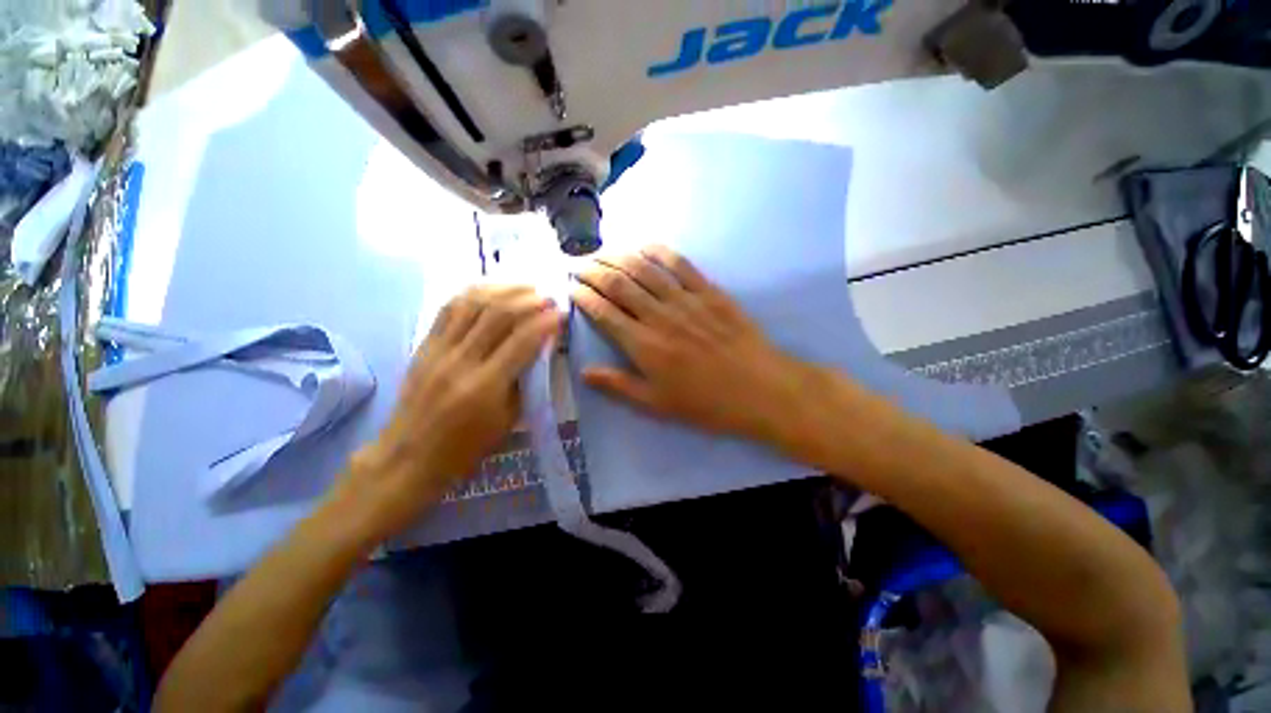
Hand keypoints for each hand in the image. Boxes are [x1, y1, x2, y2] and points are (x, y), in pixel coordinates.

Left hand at [344, 285, 560, 537]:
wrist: (409, 456)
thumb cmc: (466, 447)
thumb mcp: (508, 420)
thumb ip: (525, 380)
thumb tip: (541, 347)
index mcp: (485, 386)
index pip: (523, 340)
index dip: (546, 322)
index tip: (561, 314)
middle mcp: (460, 361)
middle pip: (498, 314)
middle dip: (528, 300)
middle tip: (548, 296)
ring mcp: (438, 350)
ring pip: (473, 304)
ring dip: (503, 290)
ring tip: (525, 287)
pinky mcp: (423, 345)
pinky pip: (448, 308)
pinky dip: (473, 293)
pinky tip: (492, 289)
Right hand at [572, 245, 820, 450]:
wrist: (759, 389)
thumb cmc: (706, 403)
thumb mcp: (657, 405)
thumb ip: (619, 386)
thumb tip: (584, 371)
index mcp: (644, 346)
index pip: (604, 313)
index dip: (583, 297)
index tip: (571, 288)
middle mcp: (659, 316)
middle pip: (618, 284)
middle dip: (593, 271)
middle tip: (578, 264)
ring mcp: (685, 300)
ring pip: (644, 269)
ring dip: (619, 257)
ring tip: (602, 251)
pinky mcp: (709, 292)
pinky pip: (680, 265)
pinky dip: (659, 252)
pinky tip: (644, 245)